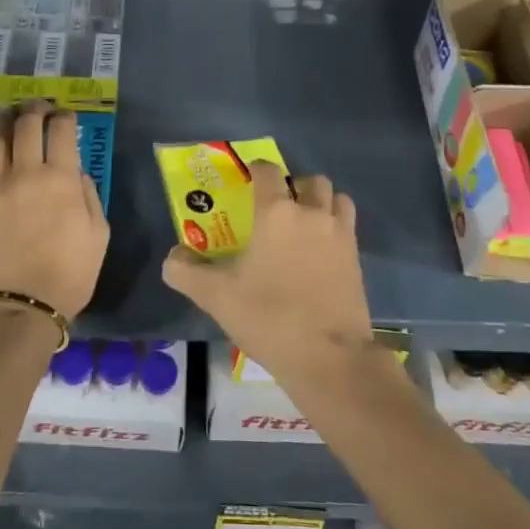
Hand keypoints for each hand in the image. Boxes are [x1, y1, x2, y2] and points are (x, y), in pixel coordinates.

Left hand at [0, 101, 108, 318]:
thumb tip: (75, 174)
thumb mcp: (99, 234)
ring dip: (3, 118)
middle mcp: (26, 173)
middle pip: (27, 126)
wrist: (22, 307)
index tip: (66, 116)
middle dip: (35, 109)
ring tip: (8, 110)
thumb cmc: (70, 273)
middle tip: (39, 106)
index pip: (61, 131)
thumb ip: (89, 196)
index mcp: (61, 179)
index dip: (64, 117)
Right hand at [162, 161, 372, 379]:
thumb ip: (186, 272)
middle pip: (310, 181)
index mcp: (277, 212)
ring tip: (305, 223)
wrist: (328, 358)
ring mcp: (340, 235)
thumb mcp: (216, 296)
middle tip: (279, 206)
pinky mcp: (357, 259)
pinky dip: (335, 228)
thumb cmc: (269, 317)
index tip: (248, 180)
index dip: (257, 170)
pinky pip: (347, 227)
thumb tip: (173, 257)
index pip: (268, 172)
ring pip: (336, 199)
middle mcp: (312, 214)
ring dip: (321, 202)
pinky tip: (319, 253)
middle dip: (295, 186)